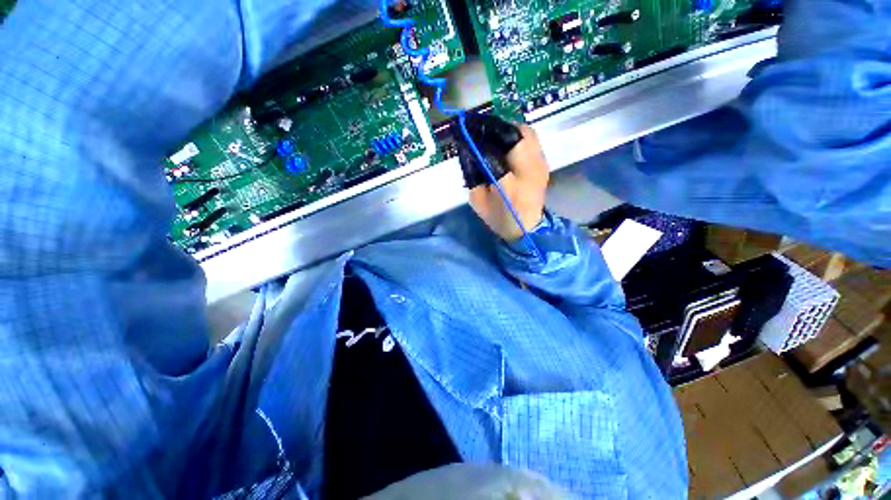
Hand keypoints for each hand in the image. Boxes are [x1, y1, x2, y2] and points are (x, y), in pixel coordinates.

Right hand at [469, 125, 549, 241]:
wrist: (527, 227)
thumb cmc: (499, 217)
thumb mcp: (478, 200)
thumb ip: (472, 175)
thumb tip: (469, 148)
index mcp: (508, 186)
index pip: (493, 152)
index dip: (480, 138)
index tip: (468, 131)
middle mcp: (529, 171)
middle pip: (516, 135)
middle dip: (496, 128)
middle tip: (482, 131)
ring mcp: (541, 165)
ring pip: (526, 132)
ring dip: (507, 130)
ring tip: (494, 136)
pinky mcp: (544, 163)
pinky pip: (531, 140)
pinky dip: (517, 136)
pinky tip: (506, 145)